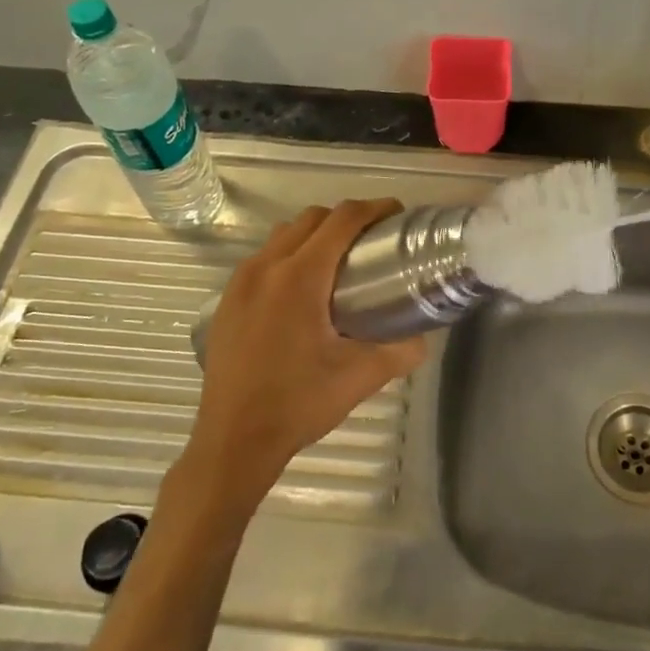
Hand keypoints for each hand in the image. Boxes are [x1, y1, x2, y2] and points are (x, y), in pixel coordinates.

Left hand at [183, 200, 428, 505]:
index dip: (374, 208)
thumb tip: (422, 337)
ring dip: (314, 235)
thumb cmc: (299, 403)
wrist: (233, 441)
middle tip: (372, 242)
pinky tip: (302, 293)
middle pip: (311, 218)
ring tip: (338, 263)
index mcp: (300, 276)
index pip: (342, 220)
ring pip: (283, 235)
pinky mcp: (227, 301)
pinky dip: (288, 256)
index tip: (396, 214)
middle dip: (345, 219)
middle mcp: (266, 267)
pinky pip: (263, 258)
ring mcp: (240, 283)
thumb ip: (401, 351)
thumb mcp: (361, 377)